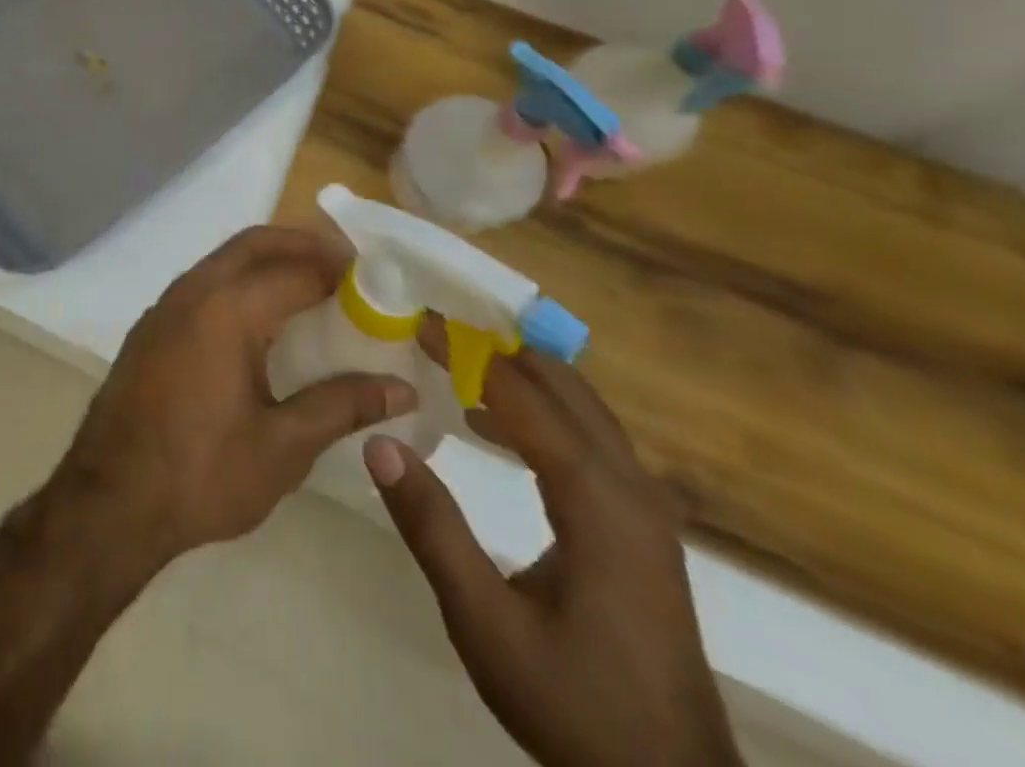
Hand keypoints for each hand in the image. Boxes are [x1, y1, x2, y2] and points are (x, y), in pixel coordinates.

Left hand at [46, 225, 418, 578]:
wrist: (110, 500)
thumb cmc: (202, 474)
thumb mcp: (283, 446)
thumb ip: (342, 406)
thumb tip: (401, 388)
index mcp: (227, 309)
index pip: (295, 271)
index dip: (340, 272)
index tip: (378, 281)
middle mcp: (192, 292)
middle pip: (253, 244)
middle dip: (301, 244)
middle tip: (347, 267)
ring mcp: (164, 306)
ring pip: (224, 260)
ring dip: (267, 261)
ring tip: (312, 289)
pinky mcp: (151, 328)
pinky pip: (203, 285)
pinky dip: (238, 283)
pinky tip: (261, 322)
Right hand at [364, 349, 742, 766]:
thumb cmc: (575, 704)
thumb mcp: (485, 624)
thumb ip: (432, 528)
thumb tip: (380, 441)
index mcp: (598, 502)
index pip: (524, 396)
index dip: (467, 352)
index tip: (419, 320)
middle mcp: (630, 489)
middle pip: (565, 386)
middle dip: (498, 346)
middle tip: (436, 327)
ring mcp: (644, 508)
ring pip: (582, 407)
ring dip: (520, 374)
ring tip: (455, 362)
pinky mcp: (641, 527)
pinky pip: (587, 437)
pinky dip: (538, 409)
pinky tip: (490, 423)